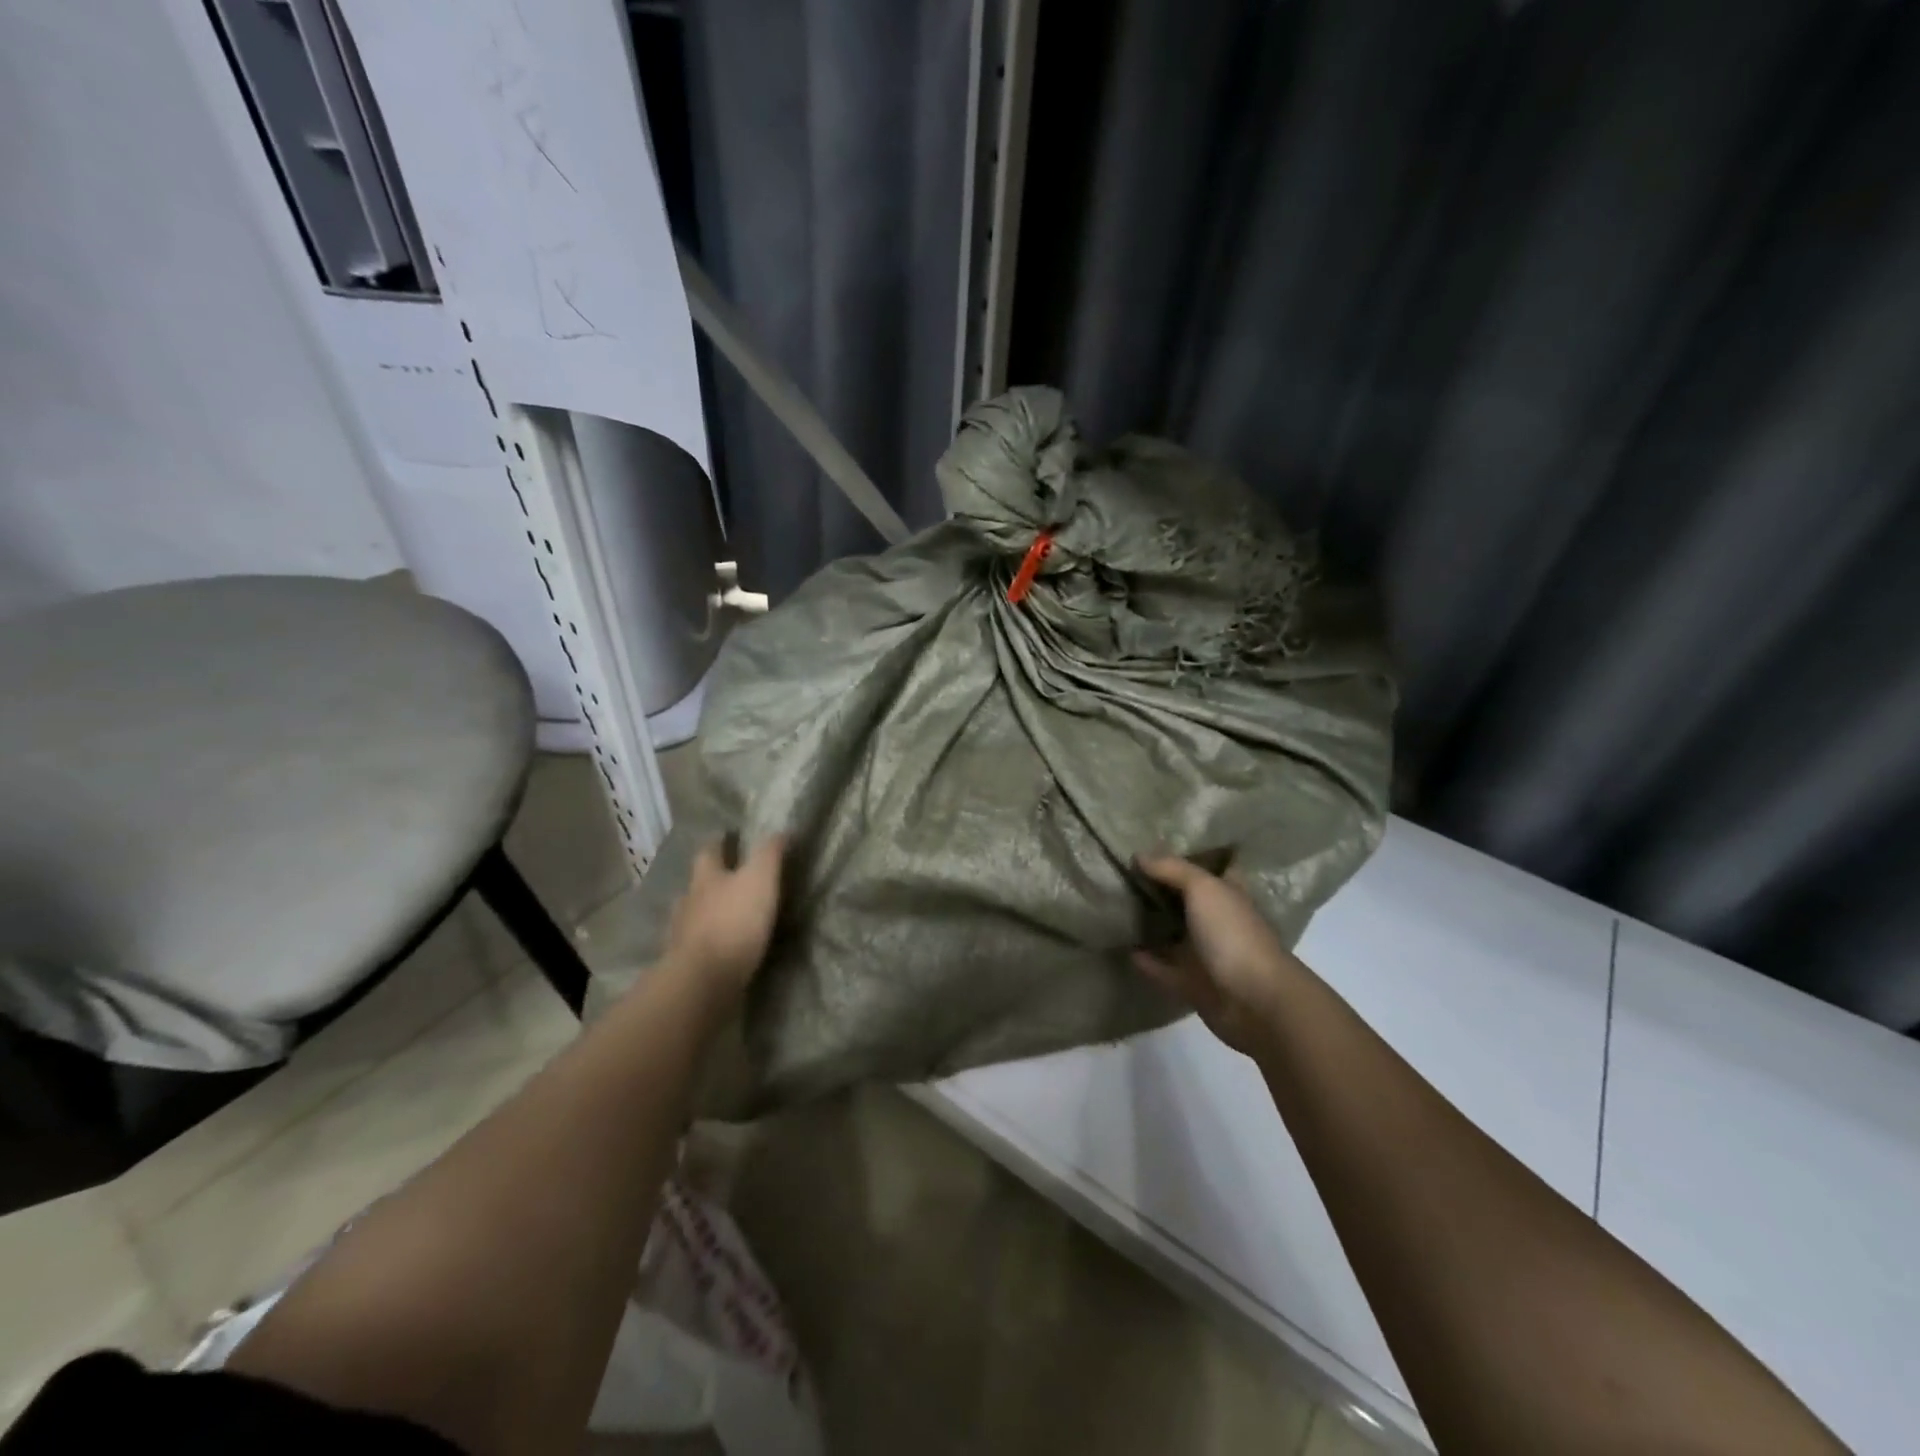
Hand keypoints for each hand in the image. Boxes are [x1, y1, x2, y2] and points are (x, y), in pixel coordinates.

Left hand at [660, 835, 786, 1006]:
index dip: (720, 842)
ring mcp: (681, 934)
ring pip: (692, 914)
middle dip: (709, 878)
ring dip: (705, 912)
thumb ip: (769, 853)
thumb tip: (781, 829)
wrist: (702, 980)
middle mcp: (689, 900)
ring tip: (724, 916)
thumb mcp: (760, 879)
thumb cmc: (734, 922)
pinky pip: (694, 945)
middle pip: (696, 883)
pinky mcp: (683, 963)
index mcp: (706, 877)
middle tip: (727, 877)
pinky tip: (717, 948)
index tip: (728, 837)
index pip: (710, 851)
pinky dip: (704, 942)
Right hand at [1132, 855, 1301, 1055]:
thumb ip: (1172, 869)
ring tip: (1115, 906)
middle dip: (1162, 887)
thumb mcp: (1203, 889)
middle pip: (1188, 899)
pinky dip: (1145, 960)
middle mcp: (1219, 921)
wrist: (1254, 1002)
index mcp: (1229, 894)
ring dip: (1151, 924)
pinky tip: (1122, 948)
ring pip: (1174, 933)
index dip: (1195, 853)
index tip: (1164, 841)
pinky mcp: (1193, 984)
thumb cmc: (1232, 934)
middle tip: (1125, 869)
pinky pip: (1163, 968)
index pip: (1215, 866)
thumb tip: (1138, 855)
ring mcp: (1207, 954)